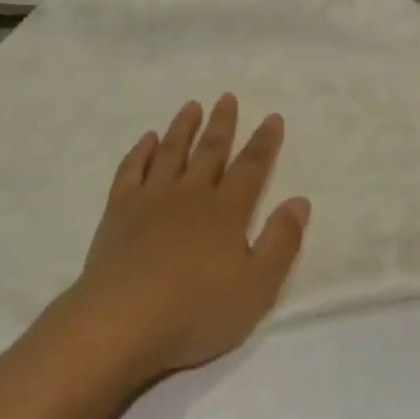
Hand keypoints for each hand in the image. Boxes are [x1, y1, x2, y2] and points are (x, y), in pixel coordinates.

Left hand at [67, 95, 309, 384]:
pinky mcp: (119, 209)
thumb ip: (281, 242)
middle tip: (227, 96)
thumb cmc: (196, 312)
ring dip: (183, 127)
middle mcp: (191, 194)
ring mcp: (152, 198)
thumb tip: (300, 201)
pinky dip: (141, 151)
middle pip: (210, 150)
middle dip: (222, 123)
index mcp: (226, 212)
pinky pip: (132, 169)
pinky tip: (147, 139)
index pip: (251, 168)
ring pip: (171, 151)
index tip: (272, 117)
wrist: (123, 321)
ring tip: (192, 106)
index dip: (264, 142)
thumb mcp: (257, 288)